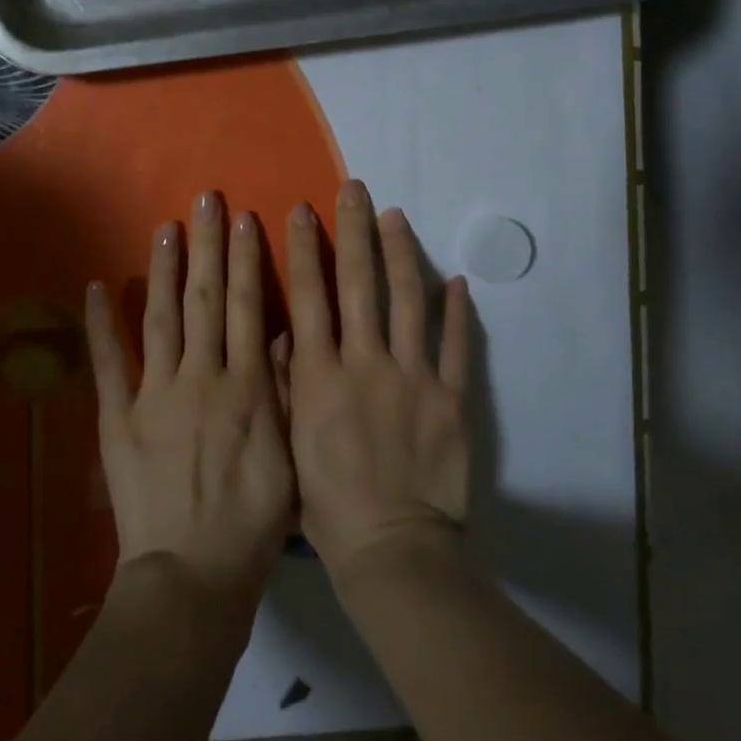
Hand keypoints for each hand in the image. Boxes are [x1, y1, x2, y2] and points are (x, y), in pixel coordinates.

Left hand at [85, 191, 296, 601]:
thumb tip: (279, 335)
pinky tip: (96, 287)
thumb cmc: (251, 522)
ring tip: (166, 227)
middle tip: (207, 199)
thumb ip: (283, 393)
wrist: (193, 576)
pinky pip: (108, 365)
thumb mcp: (287, 458)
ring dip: (164, 270)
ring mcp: (155, 394)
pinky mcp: (118, 418)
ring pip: (161, 318)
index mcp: (244, 387)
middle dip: (208, 246)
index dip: (247, 261)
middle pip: (206, 300)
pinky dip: (100, 326)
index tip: (246, 220)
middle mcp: (200, 377)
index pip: (246, 308)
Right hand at [286, 181, 472, 581]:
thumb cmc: (329, 504)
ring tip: (397, 216)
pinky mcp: (451, 397)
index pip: (310, 295)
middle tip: (354, 189)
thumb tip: (283, 328)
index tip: (302, 209)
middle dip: (355, 230)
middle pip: (359, 283)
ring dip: (401, 254)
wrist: (394, 551)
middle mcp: (365, 362)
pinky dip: (457, 310)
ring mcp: (413, 377)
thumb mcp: (289, 443)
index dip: (304, 248)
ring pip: (407, 300)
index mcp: (321, 374)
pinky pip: (456, 345)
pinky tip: (455, 279)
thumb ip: (286, 382)